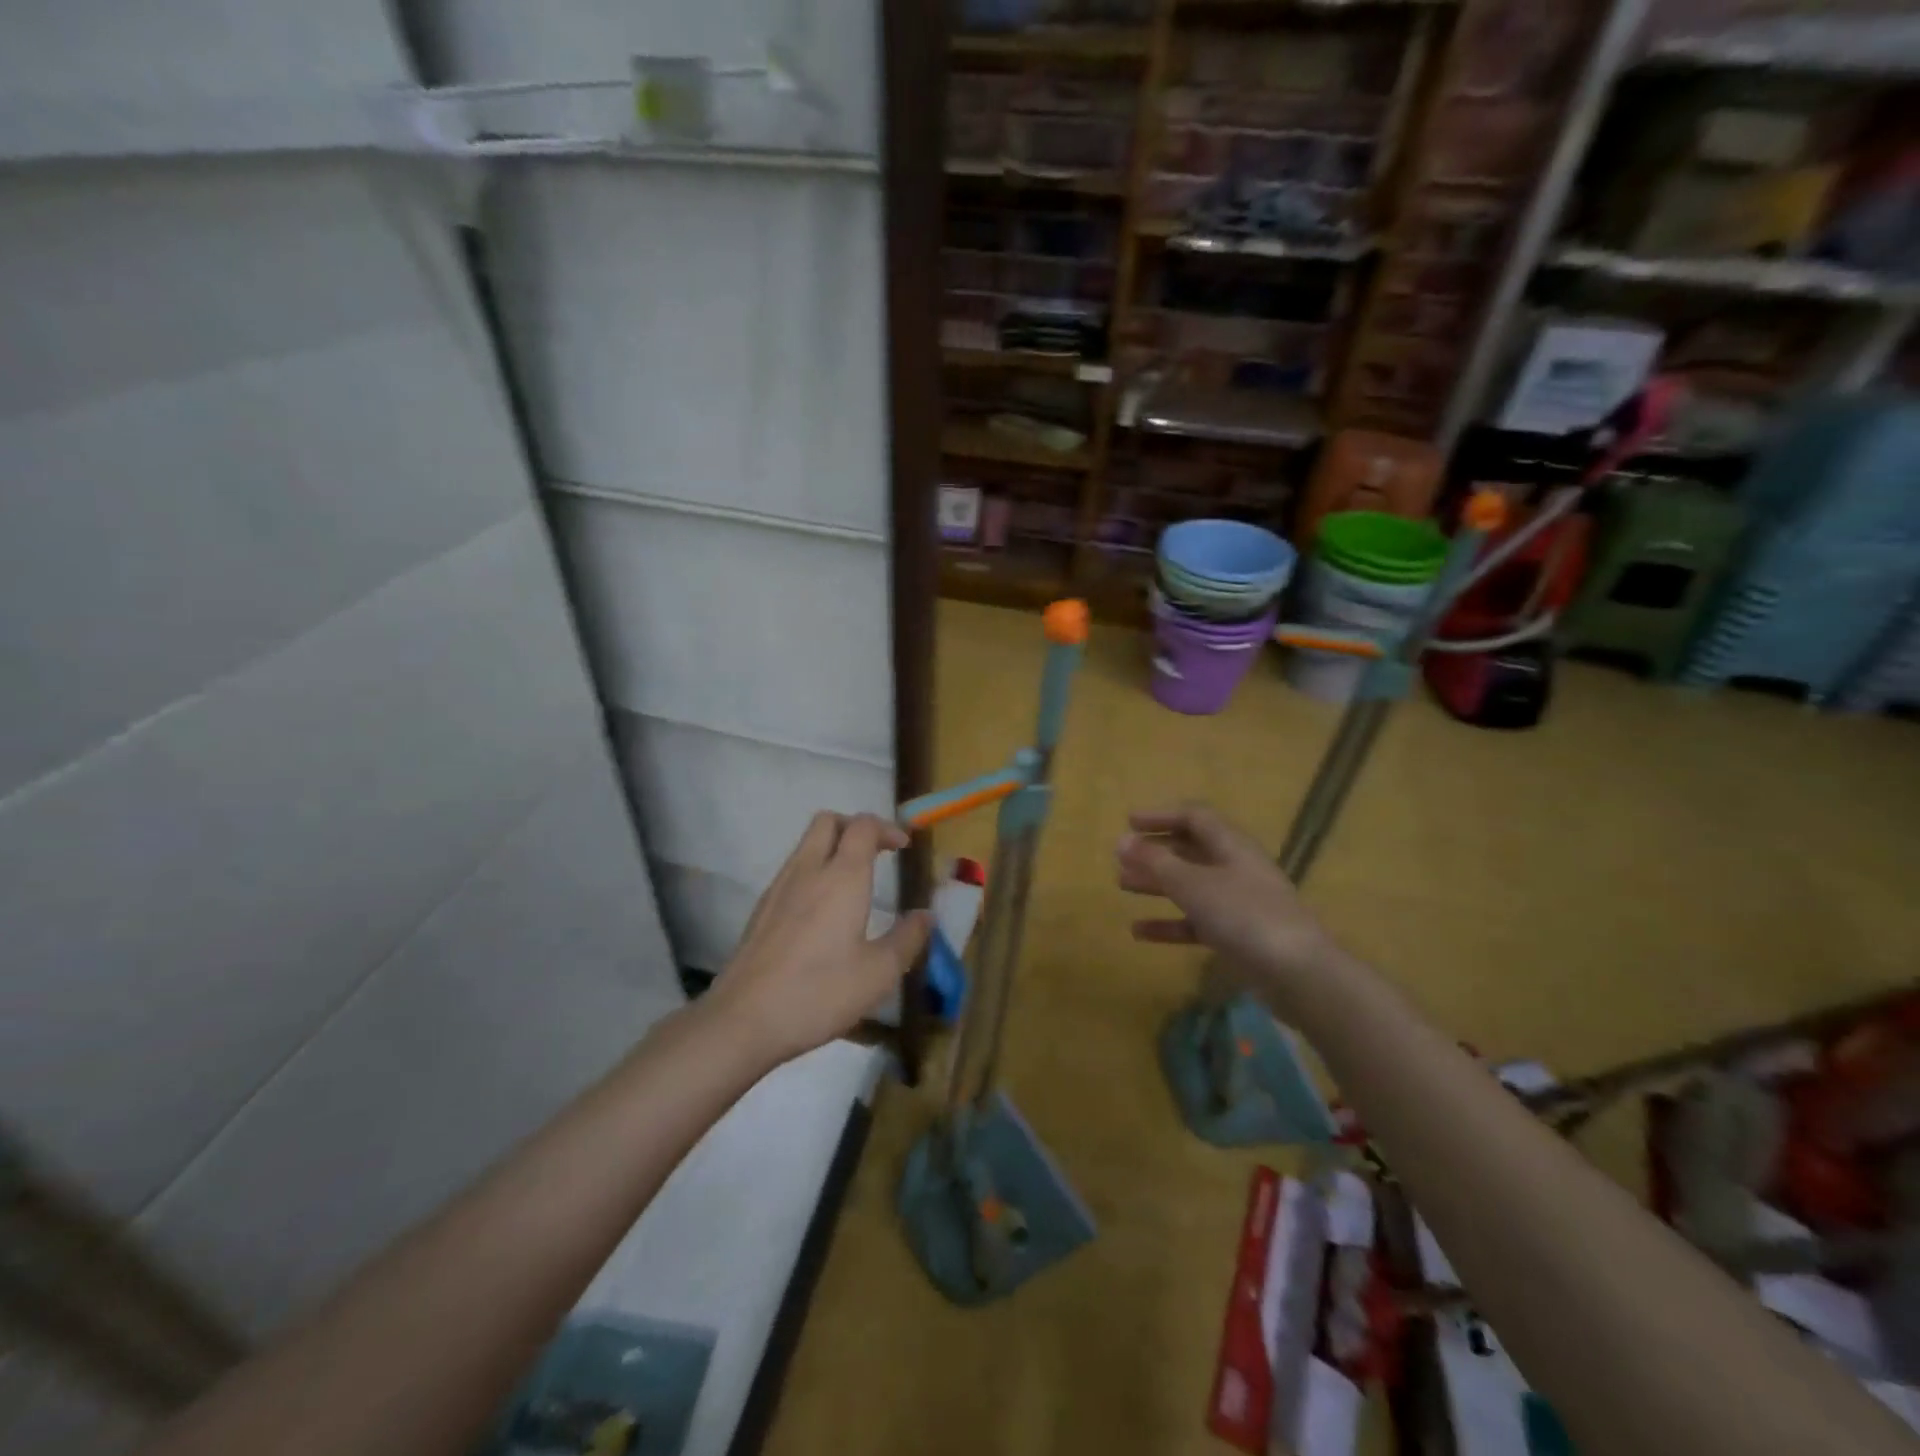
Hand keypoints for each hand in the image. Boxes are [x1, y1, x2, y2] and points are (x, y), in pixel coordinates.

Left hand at [711, 812, 932, 1064]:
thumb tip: (925, 915)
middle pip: (828, 821)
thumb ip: (907, 939)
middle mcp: (808, 871)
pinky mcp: (761, 909)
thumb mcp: (879, 974)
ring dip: (832, 847)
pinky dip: (813, 872)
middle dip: (855, 826)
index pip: (863, 826)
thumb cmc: (819, 992)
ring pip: (806, 844)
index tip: (904, 847)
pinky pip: (792, 871)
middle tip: (877, 852)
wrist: (742, 1020)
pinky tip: (823, 911)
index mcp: (842, 877)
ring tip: (854, 882)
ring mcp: (779, 888)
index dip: (887, 828)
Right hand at [1115, 803, 1339, 994]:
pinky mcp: (1237, 935)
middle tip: (1121, 857)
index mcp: (1231, 845)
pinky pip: (1196, 921)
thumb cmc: (1243, 915)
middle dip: (1155, 851)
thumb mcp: (1192, 884)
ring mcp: (1238, 903)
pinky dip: (1169, 922)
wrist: (1297, 973)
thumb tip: (1122, 840)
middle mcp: (1235, 868)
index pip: (1194, 817)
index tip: (1128, 822)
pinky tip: (1139, 932)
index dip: (1161, 816)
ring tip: (1123, 884)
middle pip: (1191, 850)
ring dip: (1157, 883)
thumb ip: (1155, 862)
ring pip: (1191, 885)